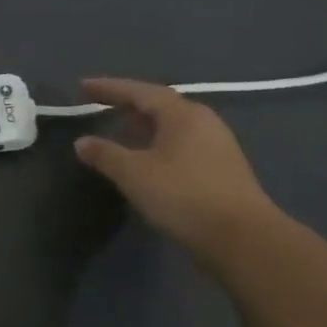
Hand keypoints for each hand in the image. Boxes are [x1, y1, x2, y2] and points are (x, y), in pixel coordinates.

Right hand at [71, 78, 280, 256]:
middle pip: (159, 105)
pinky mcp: (223, 169)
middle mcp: (203, 122)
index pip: (139, 91)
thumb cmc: (183, 195)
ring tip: (121, 134)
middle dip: (128, 105)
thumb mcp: (134, 173)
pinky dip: (158, 145)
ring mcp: (218, 145)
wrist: (243, 239)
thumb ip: (105, 154)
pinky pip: (183, 145)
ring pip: (172, 126)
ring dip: (144, 127)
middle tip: (101, 107)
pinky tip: (147, 161)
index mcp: (182, 114)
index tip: (83, 87)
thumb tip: (82, 142)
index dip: (109, 88)